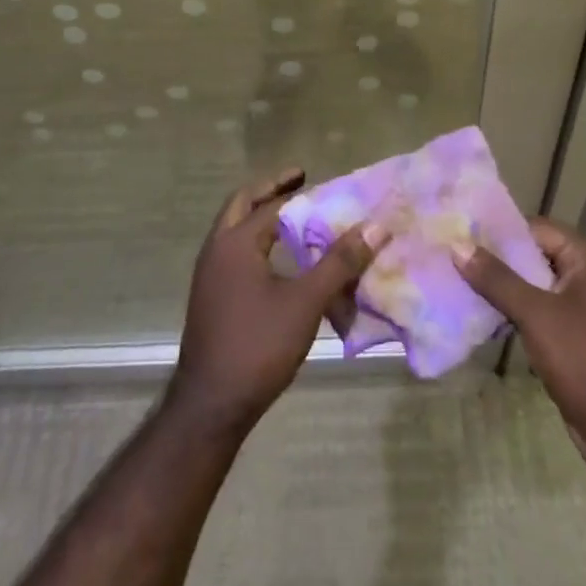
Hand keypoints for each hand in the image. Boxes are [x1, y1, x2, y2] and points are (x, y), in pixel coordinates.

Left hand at [168, 168, 386, 437]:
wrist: (210, 407)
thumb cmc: (257, 346)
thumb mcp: (306, 302)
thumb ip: (340, 262)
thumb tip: (376, 225)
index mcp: (235, 242)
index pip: (271, 205)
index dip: (299, 192)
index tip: (320, 179)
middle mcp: (216, 250)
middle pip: (242, 205)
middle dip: (270, 191)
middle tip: (299, 181)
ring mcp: (209, 275)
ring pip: (235, 230)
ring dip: (262, 217)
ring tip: (295, 218)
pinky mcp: (211, 298)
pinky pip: (235, 254)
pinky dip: (257, 243)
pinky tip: (281, 262)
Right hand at [455, 217, 585, 484]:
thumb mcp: (537, 314)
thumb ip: (497, 279)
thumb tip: (458, 245)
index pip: (536, 228)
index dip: (498, 229)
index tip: (461, 231)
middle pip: (534, 255)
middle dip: (496, 259)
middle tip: (453, 255)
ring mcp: (582, 309)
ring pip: (533, 286)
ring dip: (502, 287)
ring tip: (458, 282)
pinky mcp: (575, 338)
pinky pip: (538, 313)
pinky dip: (513, 312)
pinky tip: (481, 316)